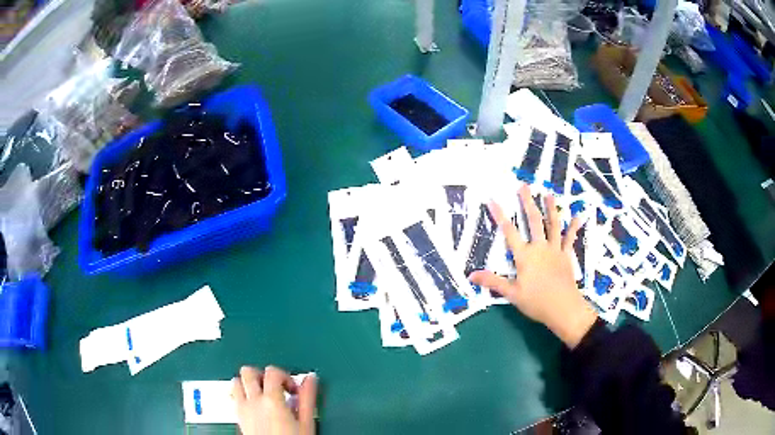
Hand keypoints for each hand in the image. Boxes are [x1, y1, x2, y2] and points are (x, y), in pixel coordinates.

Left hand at [232, 366, 317, 434]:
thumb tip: (310, 379)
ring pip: (236, 382)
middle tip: (275, 387)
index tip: (293, 390)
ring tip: (263, 395)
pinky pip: (234, 397)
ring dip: (248, 384)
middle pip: (248, 372)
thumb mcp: (306, 423)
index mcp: (271, 400)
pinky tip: (255, 406)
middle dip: (261, 375)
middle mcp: (253, 401)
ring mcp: (242, 409)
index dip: (285, 376)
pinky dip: (242, 395)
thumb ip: (307, 398)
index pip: (272, 372)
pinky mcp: (237, 417)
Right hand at [469, 185, 596, 348]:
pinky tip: (577, 216)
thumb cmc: (536, 302)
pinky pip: (570, 239)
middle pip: (533, 221)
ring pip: (553, 225)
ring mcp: (555, 250)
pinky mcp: (566, 256)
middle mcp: (540, 248)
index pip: (509, 232)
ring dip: (551, 208)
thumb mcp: (512, 294)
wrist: (563, 308)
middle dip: (527, 202)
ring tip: (548, 194)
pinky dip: (573, 227)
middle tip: (524, 186)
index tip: (493, 199)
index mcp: (525, 256)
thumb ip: (493, 282)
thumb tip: (471, 275)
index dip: (500, 215)